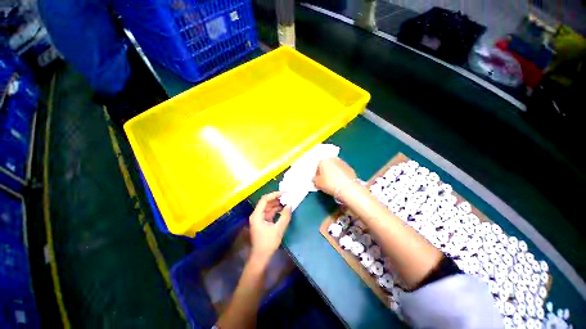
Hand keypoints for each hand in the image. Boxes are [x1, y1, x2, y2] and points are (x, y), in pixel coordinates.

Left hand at [249, 192, 291, 263]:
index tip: (284, 193)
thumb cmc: (268, 243)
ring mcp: (259, 219)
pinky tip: (283, 210)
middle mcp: (256, 215)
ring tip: (286, 202)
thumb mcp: (278, 229)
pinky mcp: (262, 222)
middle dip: (276, 199)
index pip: (265, 199)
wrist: (261, 257)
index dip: (274, 194)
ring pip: (268, 207)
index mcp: (257, 215)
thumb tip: (289, 205)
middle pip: (266, 202)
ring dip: (277, 205)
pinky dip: (276, 210)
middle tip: (287, 197)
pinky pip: (269, 213)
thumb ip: (285, 216)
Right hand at [313, 157, 356, 195]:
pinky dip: (339, 174)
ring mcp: (342, 162)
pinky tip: (339, 182)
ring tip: (332, 181)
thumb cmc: (329, 183)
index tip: (317, 179)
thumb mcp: (317, 183)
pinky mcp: (349, 167)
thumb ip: (314, 179)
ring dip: (332, 172)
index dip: (316, 173)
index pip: (317, 165)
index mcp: (323, 160)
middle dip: (325, 171)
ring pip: (334, 167)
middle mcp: (332, 158)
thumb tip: (315, 178)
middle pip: (326, 164)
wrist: (348, 188)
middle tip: (324, 180)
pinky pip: (341, 170)